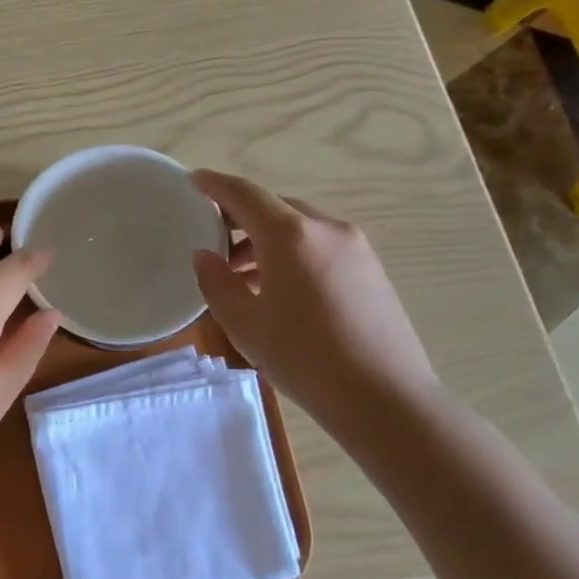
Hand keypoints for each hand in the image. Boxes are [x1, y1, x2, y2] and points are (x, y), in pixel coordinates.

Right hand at [190, 171, 436, 423]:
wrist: (385, 398)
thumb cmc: (303, 358)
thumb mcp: (243, 323)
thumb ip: (216, 282)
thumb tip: (206, 256)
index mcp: (290, 235)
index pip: (245, 194)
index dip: (215, 184)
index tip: (193, 180)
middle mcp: (325, 229)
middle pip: (274, 207)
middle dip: (241, 217)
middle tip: (213, 238)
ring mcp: (354, 247)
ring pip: (299, 226)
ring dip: (266, 238)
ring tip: (241, 272)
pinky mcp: (371, 268)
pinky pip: (320, 244)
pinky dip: (292, 251)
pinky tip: (279, 286)